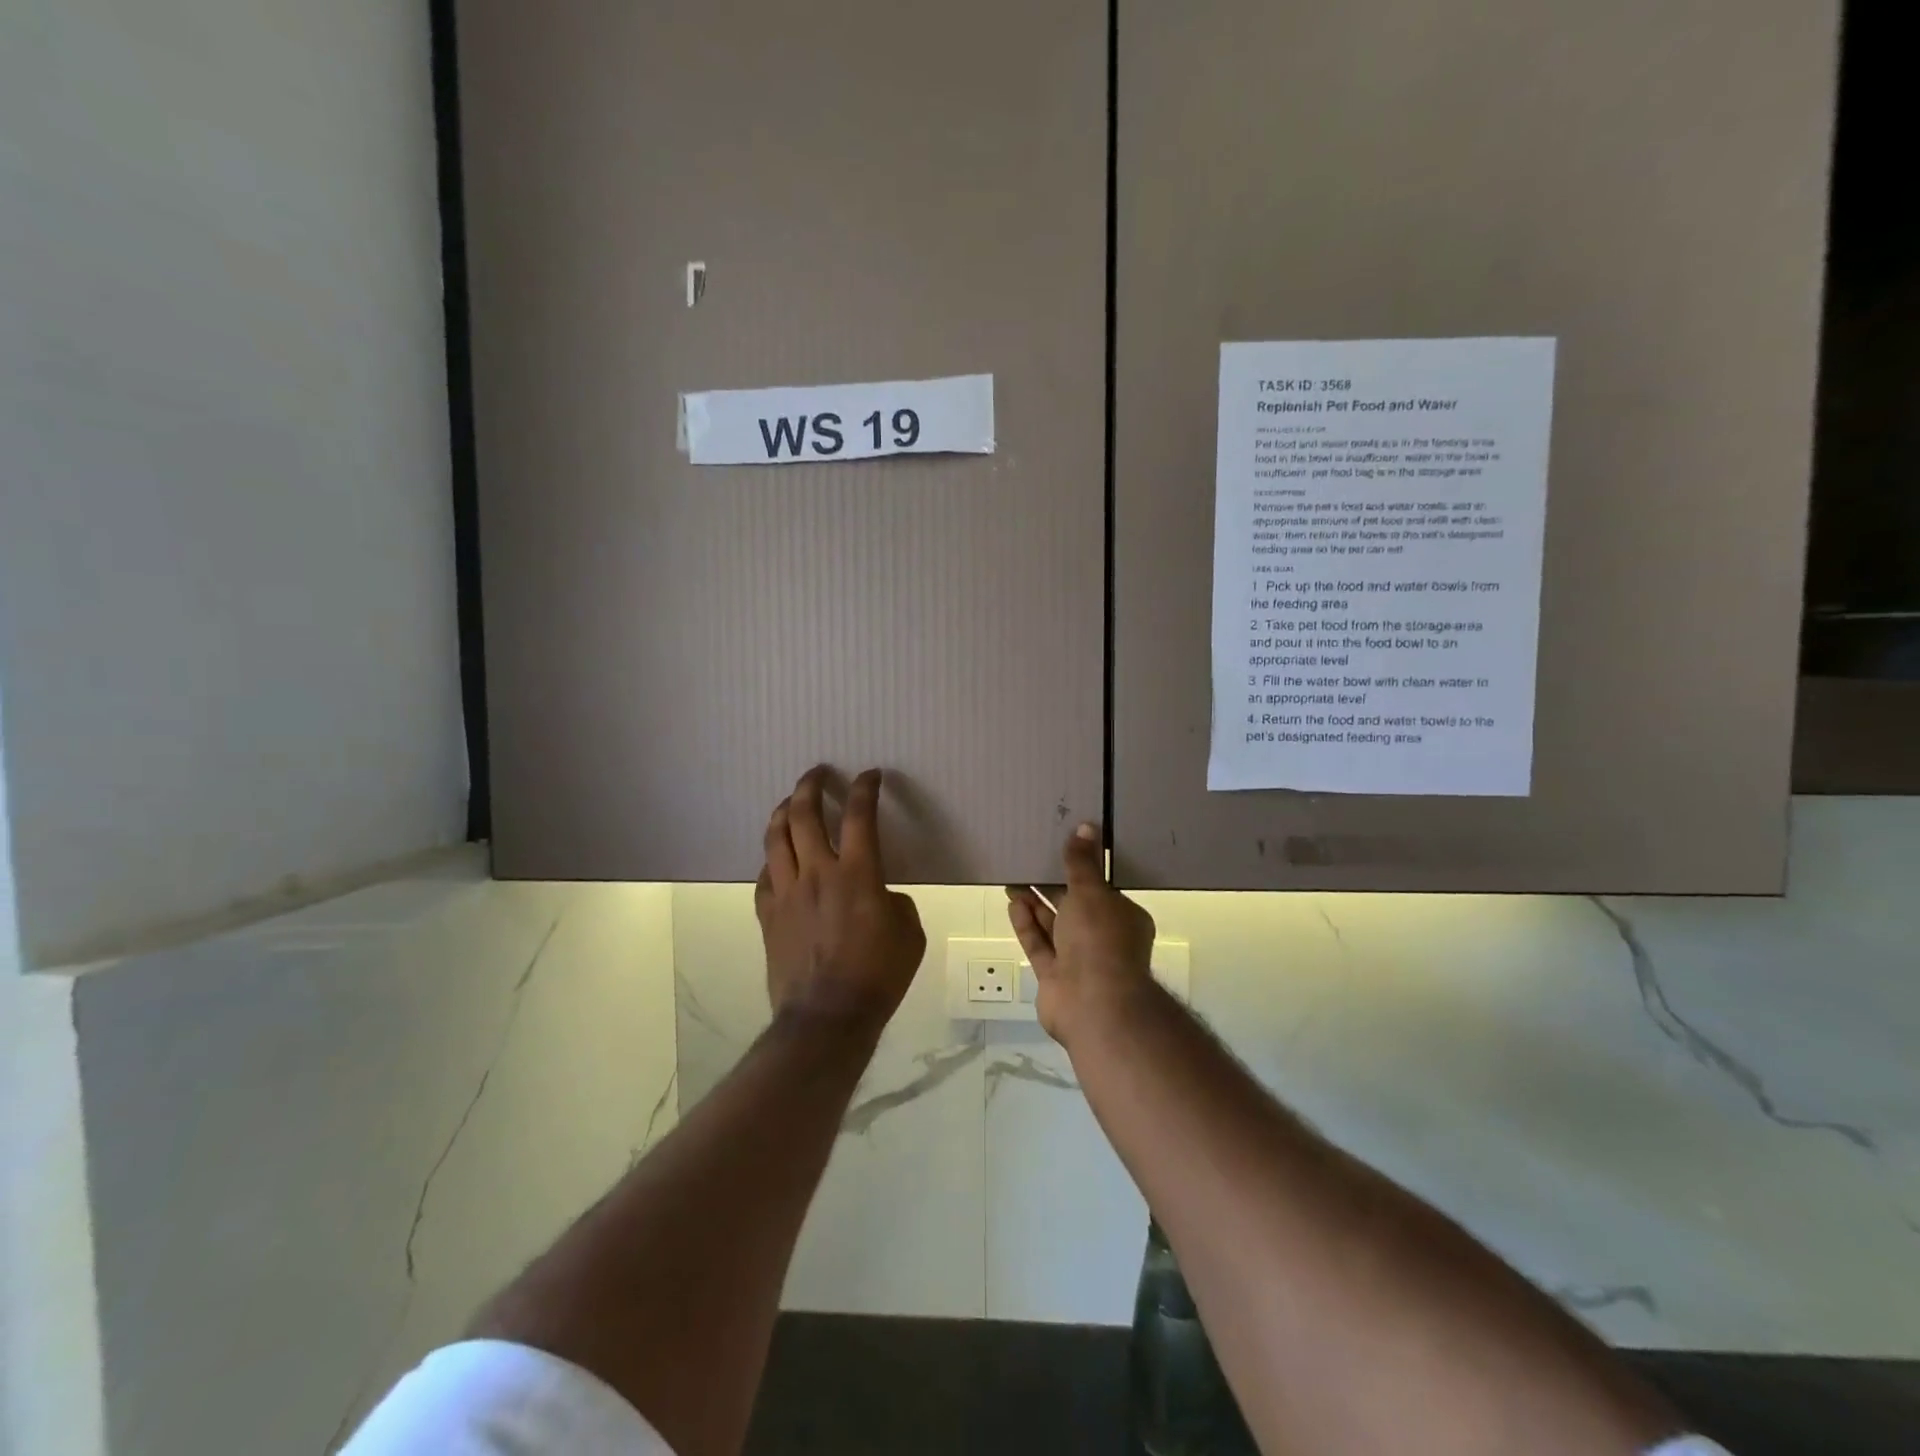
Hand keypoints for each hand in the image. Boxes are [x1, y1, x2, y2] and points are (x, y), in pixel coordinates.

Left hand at [756, 767, 926, 1037]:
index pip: (859, 816)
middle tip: (817, 774)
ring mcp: (787, 892)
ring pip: (775, 838)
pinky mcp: (768, 914)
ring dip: (783, 811)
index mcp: (857, 874)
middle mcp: (817, 872)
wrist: (827, 1016)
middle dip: (809, 785)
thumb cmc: (878, 975)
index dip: (865, 788)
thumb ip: (895, 901)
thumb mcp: (910, 933)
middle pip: (803, 814)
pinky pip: (764, 875)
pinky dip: (772, 859)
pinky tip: (778, 858)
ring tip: (789, 802)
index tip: (869, 775)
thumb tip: (878, 894)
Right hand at [1006, 823, 1157, 1047]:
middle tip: (1028, 863)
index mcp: (1123, 918)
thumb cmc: (1100, 940)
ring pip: (1053, 926)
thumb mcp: (1092, 892)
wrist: (1094, 1005)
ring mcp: (1078, 961)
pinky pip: (1040, 946)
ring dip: (1034, 904)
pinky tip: (1013, 904)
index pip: (1101, 890)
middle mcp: (1103, 938)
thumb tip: (1085, 827)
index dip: (1081, 871)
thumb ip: (1082, 863)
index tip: (1060, 852)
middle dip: (1051, 887)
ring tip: (1014, 880)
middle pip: (1074, 908)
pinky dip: (1027, 925)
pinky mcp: (1055, 978)